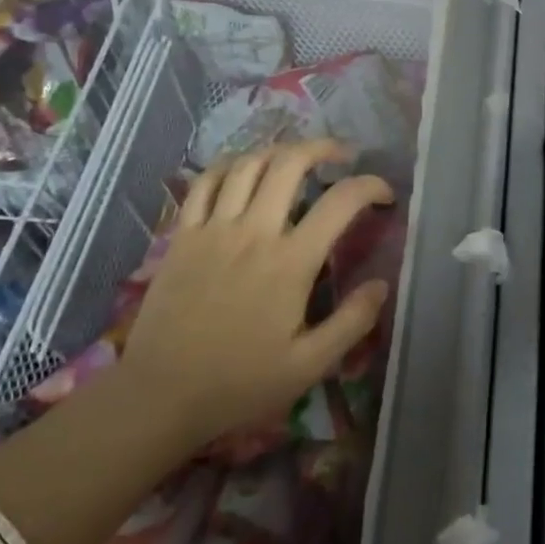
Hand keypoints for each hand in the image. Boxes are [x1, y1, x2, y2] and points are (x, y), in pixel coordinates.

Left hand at [122, 140, 392, 446]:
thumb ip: (352, 322)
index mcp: (291, 262)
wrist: (160, 396)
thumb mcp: (308, 366)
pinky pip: (205, 182)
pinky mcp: (182, 235)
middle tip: (341, 156)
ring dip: (279, 151)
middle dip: (323, 148)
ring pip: (248, 164)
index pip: (341, 202)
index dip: (370, 186)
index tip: (384, 194)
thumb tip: (381, 283)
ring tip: (296, 158)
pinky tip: (243, 169)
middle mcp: (254, 232)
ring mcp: (213, 229)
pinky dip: (229, 165)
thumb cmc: (239, 383)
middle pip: (291, 163)